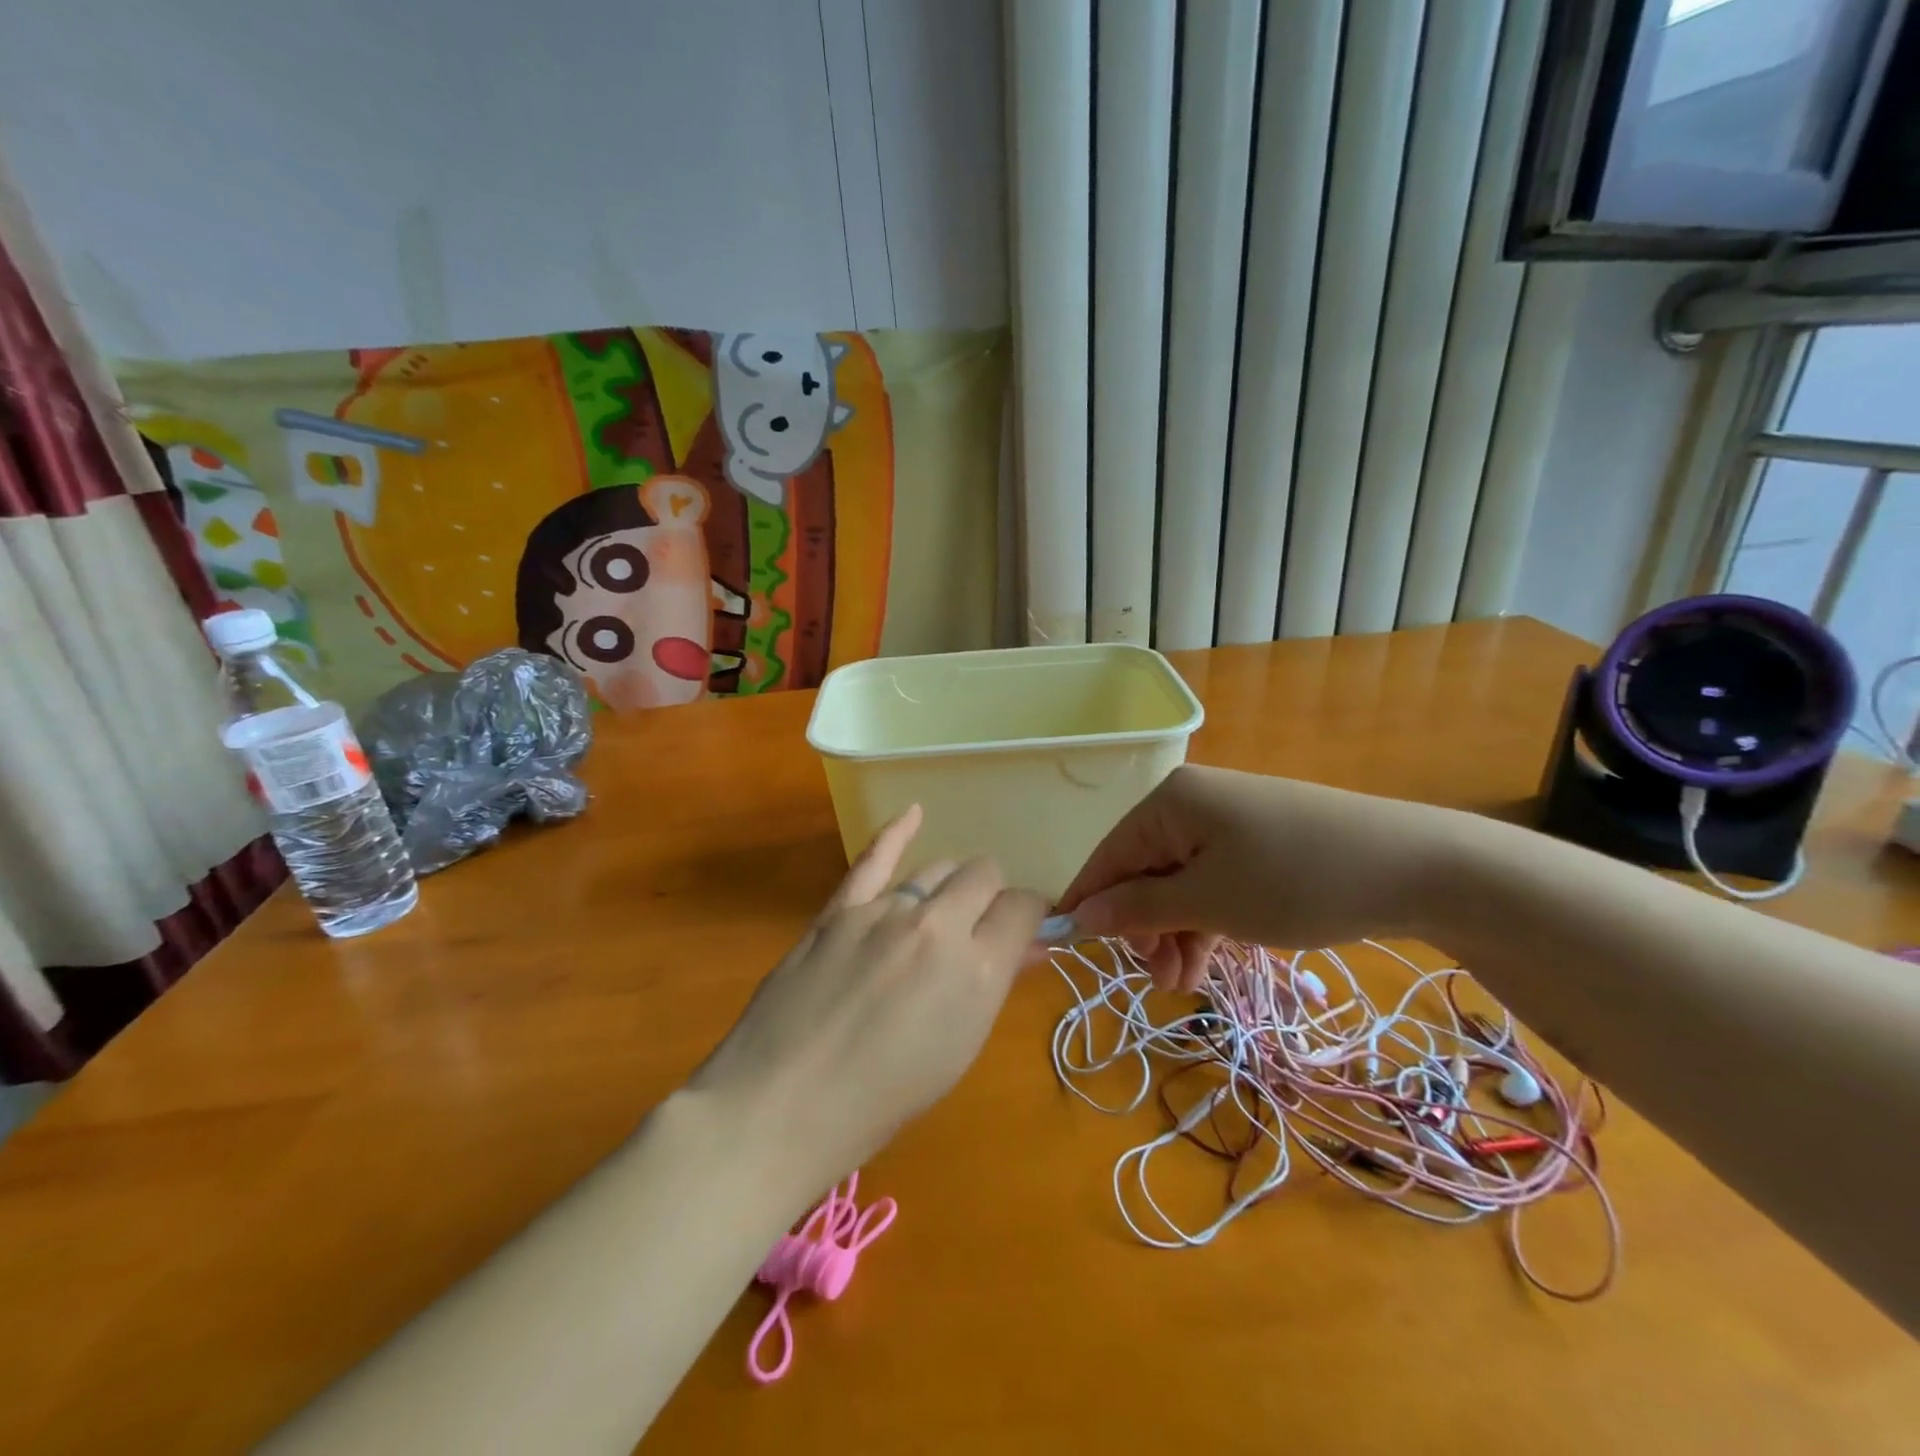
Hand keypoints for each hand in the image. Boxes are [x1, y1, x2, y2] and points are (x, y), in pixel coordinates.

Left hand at [690, 805, 1047, 1194]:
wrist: (782, 1106)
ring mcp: (884, 909)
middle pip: (983, 873)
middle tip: (976, 929)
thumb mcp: (957, 1049)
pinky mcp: (839, 907)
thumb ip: (995, 984)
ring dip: (947, 885)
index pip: (1023, 907)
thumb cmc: (881, 1100)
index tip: (1021, 929)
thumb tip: (1027, 944)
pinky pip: (875, 857)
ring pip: (935, 866)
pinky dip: (897, 831)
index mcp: (978, 970)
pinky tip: (913, 814)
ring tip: (936, 913)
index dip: (1028, 914)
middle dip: (990, 895)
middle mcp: (938, 926)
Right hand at [1057, 765, 1455, 991]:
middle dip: (1144, 929)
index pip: (1109, 855)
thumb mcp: (1209, 901)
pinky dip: (1206, 921)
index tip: (1075, 952)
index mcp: (1170, 803)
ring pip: (1179, 883)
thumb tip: (1081, 914)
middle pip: (1143, 871)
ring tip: (1189, 982)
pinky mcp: (1260, 843)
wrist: (1418, 867)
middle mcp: (1193, 804)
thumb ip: (1138, 908)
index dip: (1090, 903)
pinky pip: (1213, 883)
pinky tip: (1211, 959)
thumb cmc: (1297, 880)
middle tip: (1162, 980)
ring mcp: (1229, 823)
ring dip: (1176, 933)